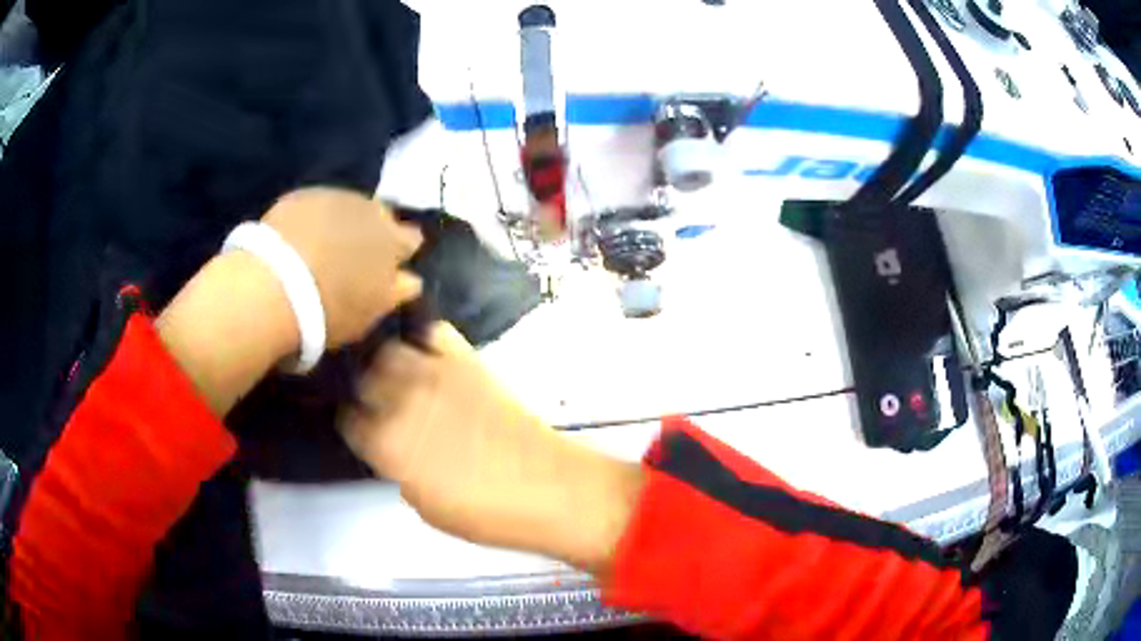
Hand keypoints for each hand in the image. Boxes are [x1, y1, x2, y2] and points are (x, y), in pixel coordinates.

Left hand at [263, 188, 422, 348]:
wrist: (274, 286)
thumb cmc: (330, 307)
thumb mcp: (373, 309)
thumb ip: (397, 290)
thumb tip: (411, 278)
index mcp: (393, 240)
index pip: (412, 239)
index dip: (401, 252)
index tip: (392, 266)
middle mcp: (370, 209)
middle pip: (381, 215)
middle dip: (374, 230)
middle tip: (356, 255)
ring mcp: (335, 197)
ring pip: (349, 206)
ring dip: (344, 221)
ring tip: (327, 244)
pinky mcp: (302, 195)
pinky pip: (316, 205)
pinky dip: (314, 219)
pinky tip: (300, 238)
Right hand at [341, 323, 642, 574]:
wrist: (549, 487)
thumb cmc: (486, 514)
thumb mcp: (425, 506)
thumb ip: (398, 468)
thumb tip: (393, 445)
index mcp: (387, 445)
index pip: (349, 421)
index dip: (355, 425)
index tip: (362, 427)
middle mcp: (402, 401)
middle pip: (364, 378)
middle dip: (367, 391)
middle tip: (379, 402)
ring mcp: (435, 374)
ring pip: (390, 350)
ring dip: (389, 363)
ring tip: (399, 377)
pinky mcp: (467, 360)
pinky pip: (434, 333)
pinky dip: (425, 339)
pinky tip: (429, 355)